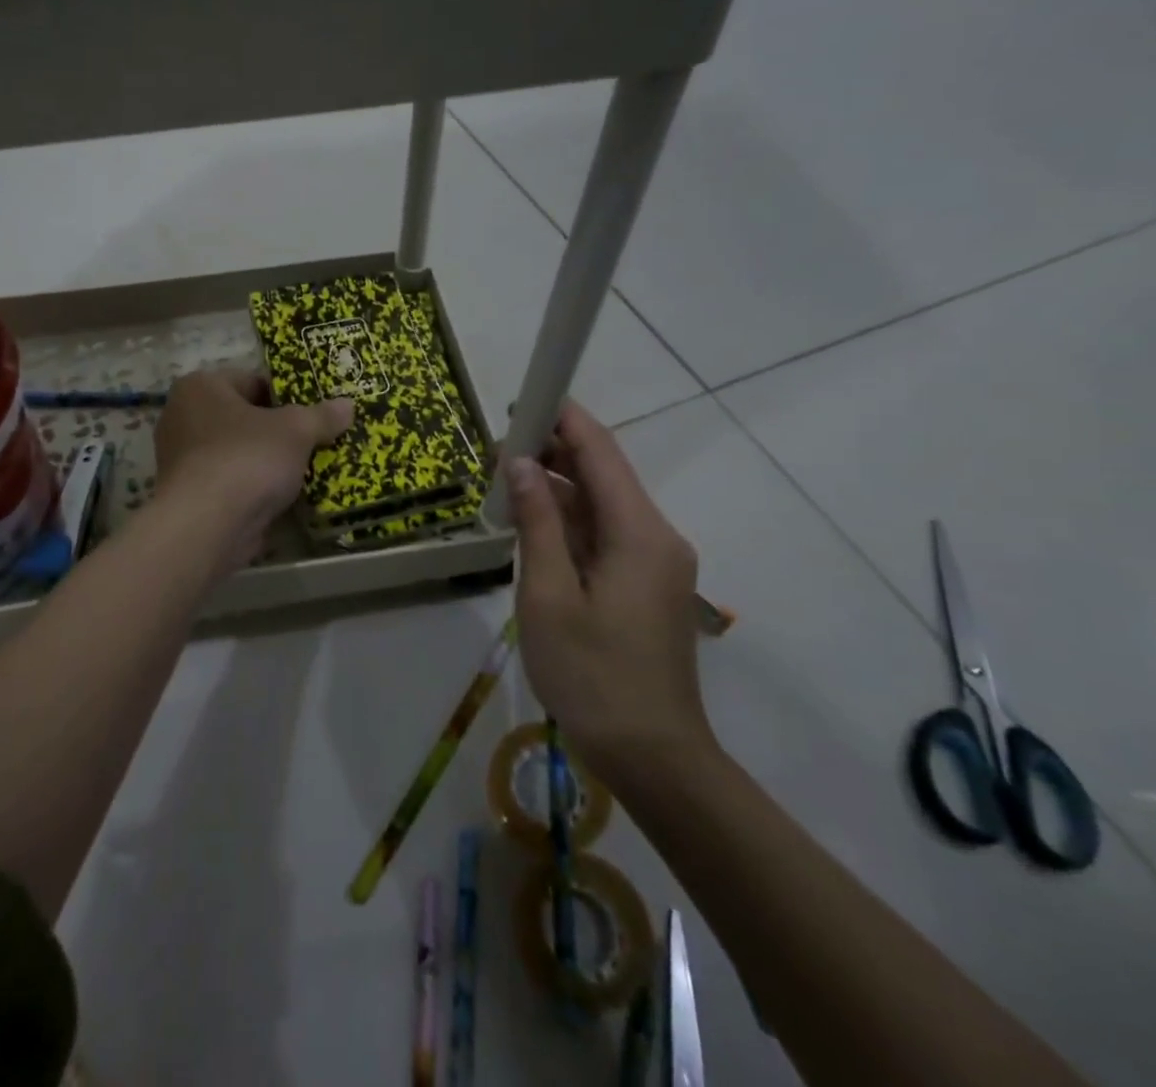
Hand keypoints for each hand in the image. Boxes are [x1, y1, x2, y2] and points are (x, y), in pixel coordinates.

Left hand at [152, 369, 352, 567]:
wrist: (207, 526)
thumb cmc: (247, 458)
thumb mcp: (296, 430)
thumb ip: (321, 416)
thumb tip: (348, 405)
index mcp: (200, 387)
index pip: (251, 381)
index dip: (286, 395)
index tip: (313, 412)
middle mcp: (182, 417)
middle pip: (244, 418)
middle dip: (278, 431)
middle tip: (314, 441)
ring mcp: (182, 460)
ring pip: (238, 452)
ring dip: (267, 462)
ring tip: (305, 471)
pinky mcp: (188, 497)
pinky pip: (230, 483)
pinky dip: (253, 488)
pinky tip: (283, 498)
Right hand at [507, 399, 714, 780]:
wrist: (653, 757)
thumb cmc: (593, 676)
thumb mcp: (548, 595)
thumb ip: (536, 522)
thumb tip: (521, 462)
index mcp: (639, 532)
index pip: (601, 452)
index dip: (563, 417)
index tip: (523, 398)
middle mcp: (656, 536)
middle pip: (604, 474)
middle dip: (555, 451)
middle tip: (499, 444)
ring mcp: (654, 562)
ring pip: (602, 505)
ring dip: (558, 489)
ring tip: (505, 479)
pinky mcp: (645, 585)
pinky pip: (605, 535)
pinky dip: (569, 522)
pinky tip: (532, 522)